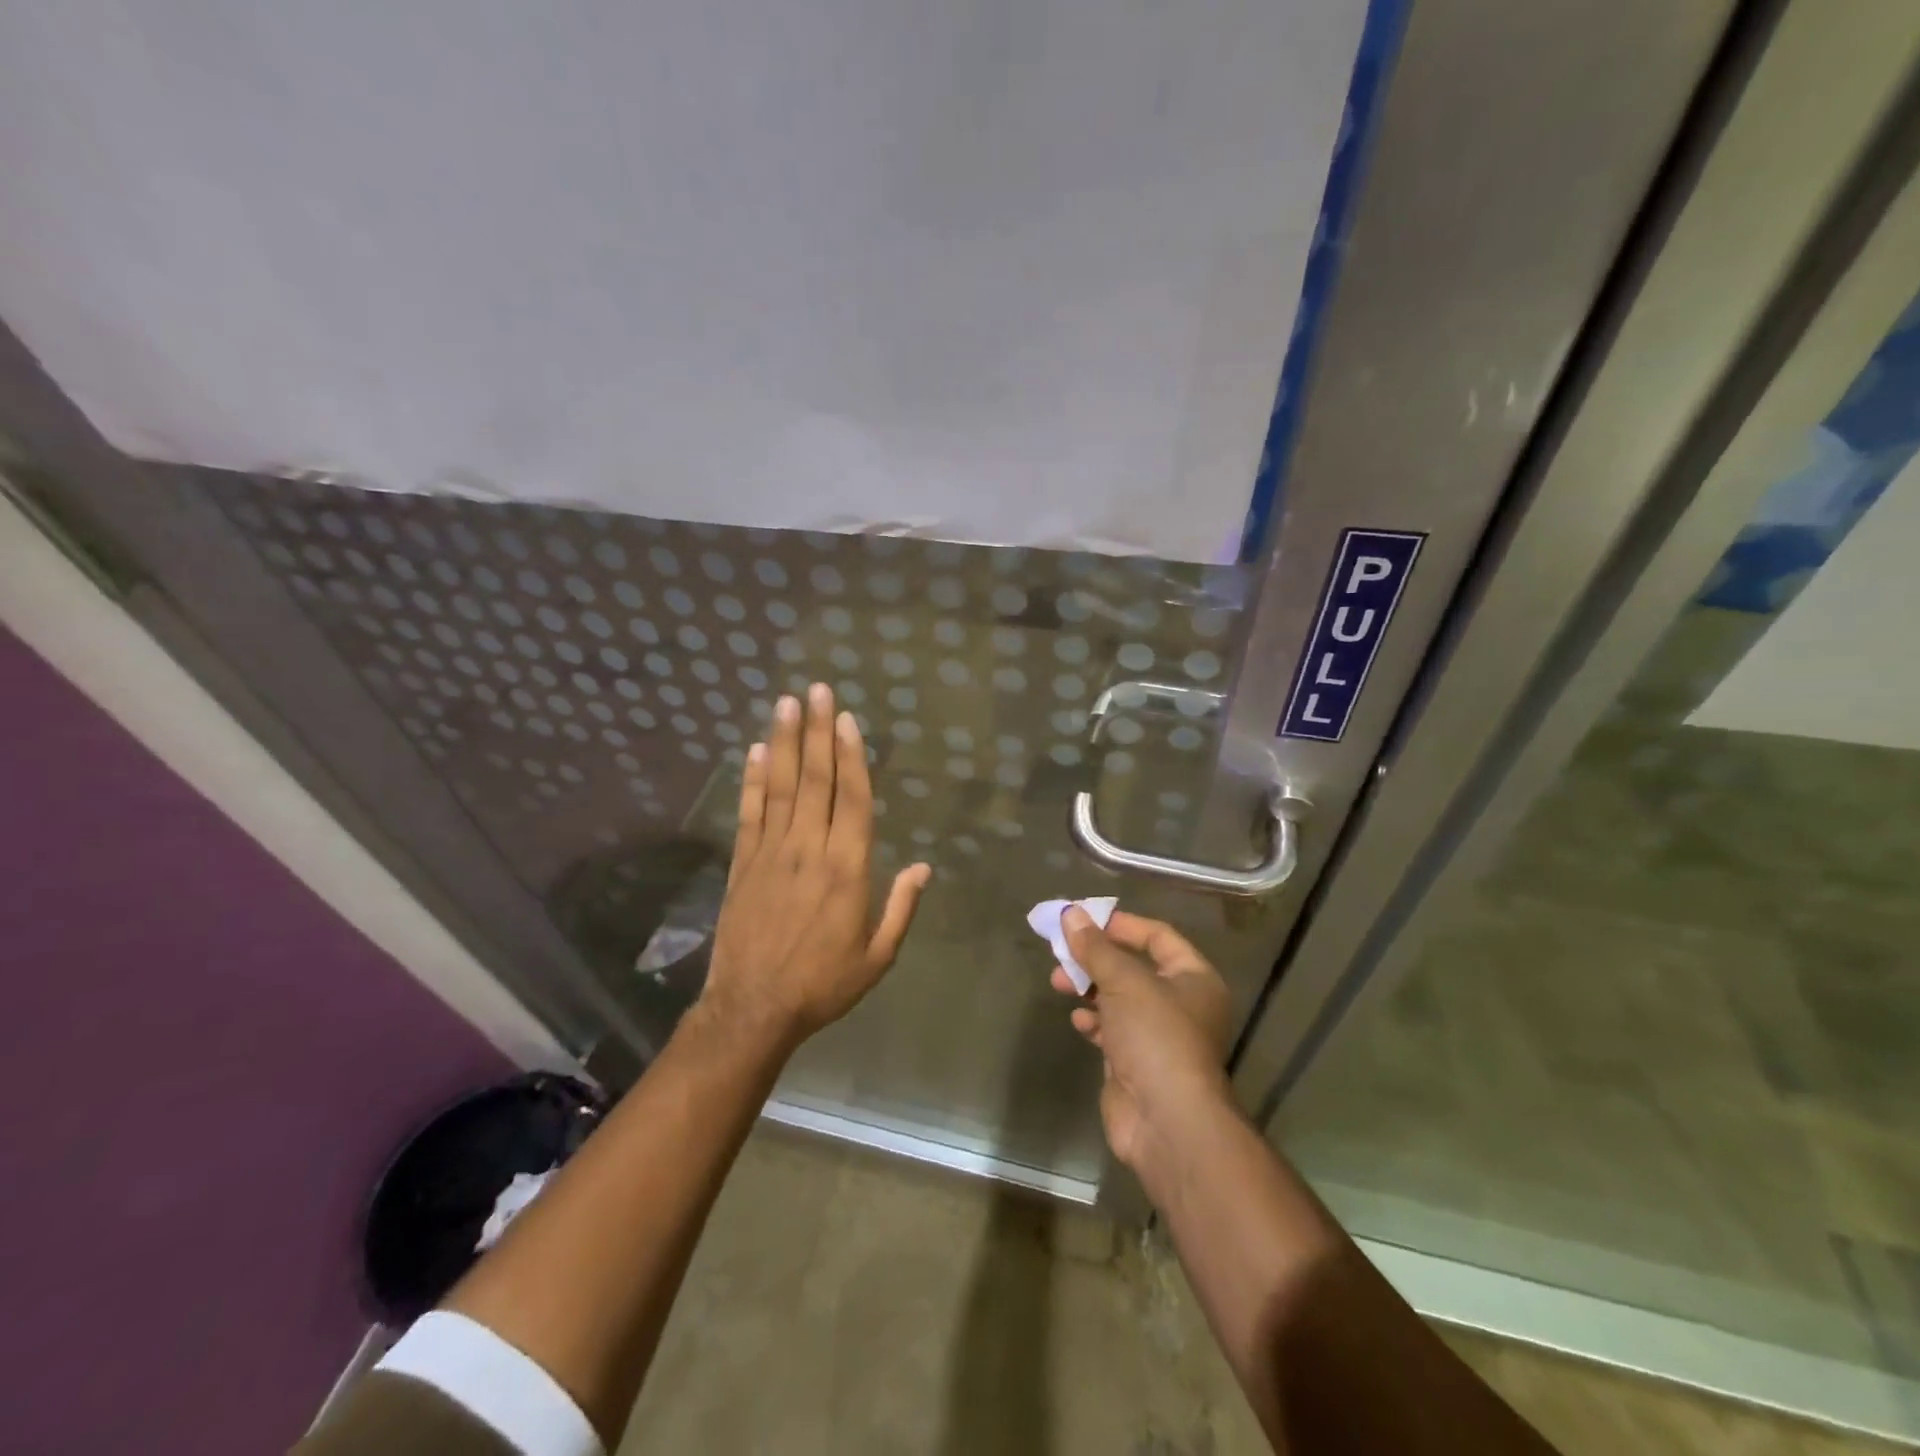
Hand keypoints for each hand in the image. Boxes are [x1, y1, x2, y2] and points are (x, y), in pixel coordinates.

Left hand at [702, 682, 930, 1045]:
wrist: (753, 1010)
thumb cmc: (823, 984)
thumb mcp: (877, 956)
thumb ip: (901, 908)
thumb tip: (924, 867)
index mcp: (847, 869)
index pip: (851, 799)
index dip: (851, 755)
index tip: (847, 719)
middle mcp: (808, 850)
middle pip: (815, 780)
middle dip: (818, 732)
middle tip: (818, 690)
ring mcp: (770, 853)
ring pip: (781, 787)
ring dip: (785, 742)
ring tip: (787, 703)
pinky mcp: (742, 864)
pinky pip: (750, 813)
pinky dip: (753, 780)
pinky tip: (756, 751)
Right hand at [1049, 907, 1233, 1170]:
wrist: (1166, 1121)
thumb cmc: (1155, 1037)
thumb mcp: (1124, 981)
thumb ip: (1095, 947)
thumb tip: (1071, 914)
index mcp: (1194, 978)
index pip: (1157, 936)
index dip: (1121, 925)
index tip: (1083, 919)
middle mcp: (1181, 1004)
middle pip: (1134, 967)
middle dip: (1096, 958)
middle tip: (1062, 952)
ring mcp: (1159, 1035)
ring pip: (1119, 999)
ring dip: (1089, 988)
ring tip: (1058, 983)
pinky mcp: (1138, 1062)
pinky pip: (1113, 1030)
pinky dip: (1094, 1021)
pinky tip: (1078, 1022)